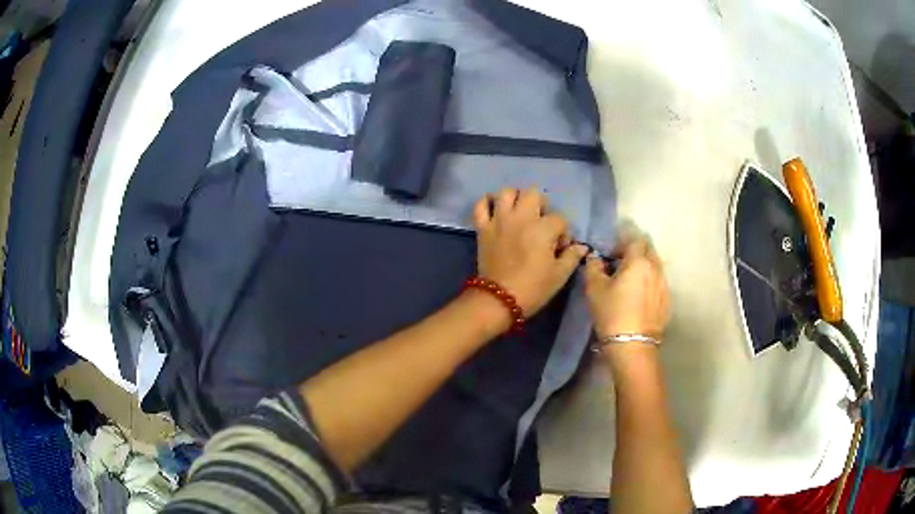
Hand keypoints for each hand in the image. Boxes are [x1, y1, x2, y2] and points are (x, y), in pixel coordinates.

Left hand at [473, 188, 587, 315]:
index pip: (560, 219)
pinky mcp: (483, 227)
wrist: (498, 300)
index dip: (564, 232)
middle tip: (541, 222)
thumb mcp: (559, 276)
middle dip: (542, 205)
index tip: (560, 248)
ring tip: (520, 212)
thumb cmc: (533, 288)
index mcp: (543, 228)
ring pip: (507, 192)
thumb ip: (572, 257)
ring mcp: (499, 220)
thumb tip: (582, 247)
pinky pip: (480, 205)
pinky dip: (487, 202)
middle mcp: (521, 217)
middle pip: (533, 194)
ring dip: (515, 198)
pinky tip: (496, 209)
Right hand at [584, 234, 669, 339]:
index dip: (622, 241)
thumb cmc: (612, 313)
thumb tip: (595, 258)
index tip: (612, 252)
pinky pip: (659, 282)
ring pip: (656, 266)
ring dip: (644, 267)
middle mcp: (655, 268)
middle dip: (636, 251)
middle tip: (622, 263)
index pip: (634, 239)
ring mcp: (664, 285)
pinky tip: (640, 297)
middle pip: (649, 250)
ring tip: (631, 280)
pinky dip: (650, 282)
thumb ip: (593, 267)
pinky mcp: (667, 300)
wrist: (633, 345)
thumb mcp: (594, 289)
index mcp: (638, 261)